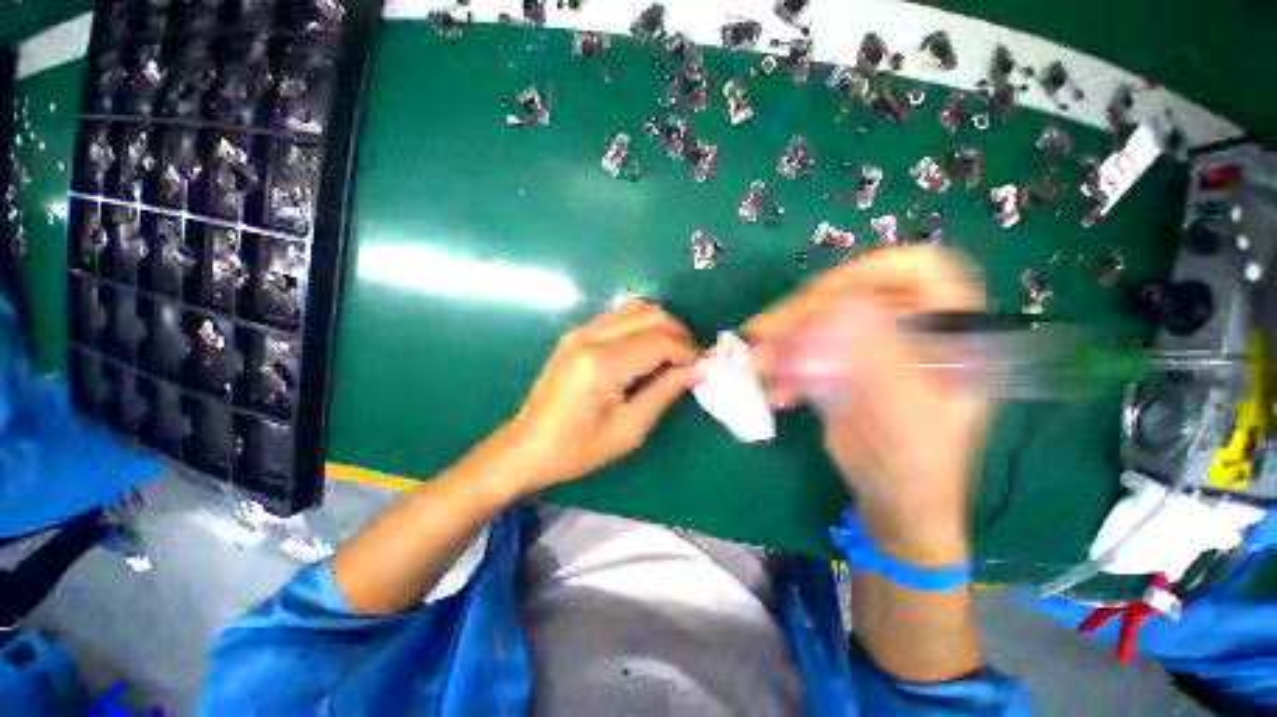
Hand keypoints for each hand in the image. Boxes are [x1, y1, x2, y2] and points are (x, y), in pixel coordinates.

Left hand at [500, 300, 698, 491]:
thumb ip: (666, 391)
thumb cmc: (579, 449)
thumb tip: (699, 369)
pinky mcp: (576, 334)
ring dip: (661, 326)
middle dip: (678, 332)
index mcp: (601, 365)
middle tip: (690, 359)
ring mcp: (580, 331)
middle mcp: (590, 337)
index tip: (702, 367)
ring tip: (672, 354)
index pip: (659, 341)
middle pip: (649, 314)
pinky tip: (646, 349)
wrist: (527, 446)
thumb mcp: (630, 428)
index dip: (687, 350)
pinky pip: (618, 316)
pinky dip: (641, 326)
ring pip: (635, 308)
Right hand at [744, 248, 989, 564]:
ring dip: (784, 342)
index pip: (919, 270)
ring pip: (821, 322)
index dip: (870, 271)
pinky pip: (807, 352)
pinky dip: (784, 367)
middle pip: (852, 295)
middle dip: (804, 314)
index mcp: (947, 331)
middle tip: (766, 333)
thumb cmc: (914, 461)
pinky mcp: (844, 368)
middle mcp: (909, 330)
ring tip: (757, 366)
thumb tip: (837, 303)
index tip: (823, 297)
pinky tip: (775, 392)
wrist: (895, 503)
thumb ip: (874, 351)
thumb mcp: (900, 407)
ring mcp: (871, 348)